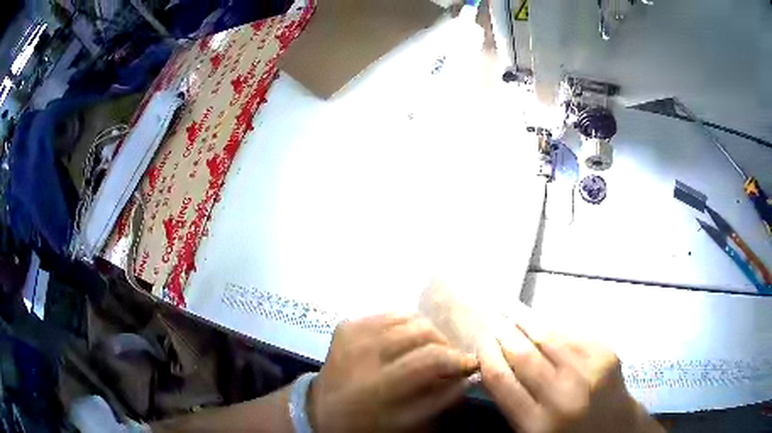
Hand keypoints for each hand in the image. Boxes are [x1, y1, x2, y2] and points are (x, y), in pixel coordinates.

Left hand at [309, 314, 478, 432]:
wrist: (322, 410)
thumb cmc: (367, 423)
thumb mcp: (406, 422)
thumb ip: (441, 399)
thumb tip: (468, 375)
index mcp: (375, 385)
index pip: (429, 358)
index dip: (456, 358)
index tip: (470, 363)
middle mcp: (362, 353)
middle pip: (420, 330)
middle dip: (443, 343)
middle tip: (448, 358)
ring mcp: (351, 334)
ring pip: (407, 316)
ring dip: (426, 332)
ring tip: (428, 349)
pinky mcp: (345, 325)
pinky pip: (388, 314)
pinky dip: (405, 325)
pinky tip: (405, 341)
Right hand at [479, 324, 662, 432]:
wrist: (616, 429)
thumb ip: (512, 404)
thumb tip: (494, 366)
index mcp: (537, 423)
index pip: (502, 381)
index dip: (487, 355)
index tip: (480, 342)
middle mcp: (562, 396)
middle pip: (523, 355)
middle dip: (503, 333)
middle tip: (492, 319)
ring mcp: (588, 371)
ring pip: (548, 337)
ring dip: (525, 319)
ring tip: (510, 307)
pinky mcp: (606, 355)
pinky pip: (573, 333)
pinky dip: (554, 323)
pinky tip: (542, 317)